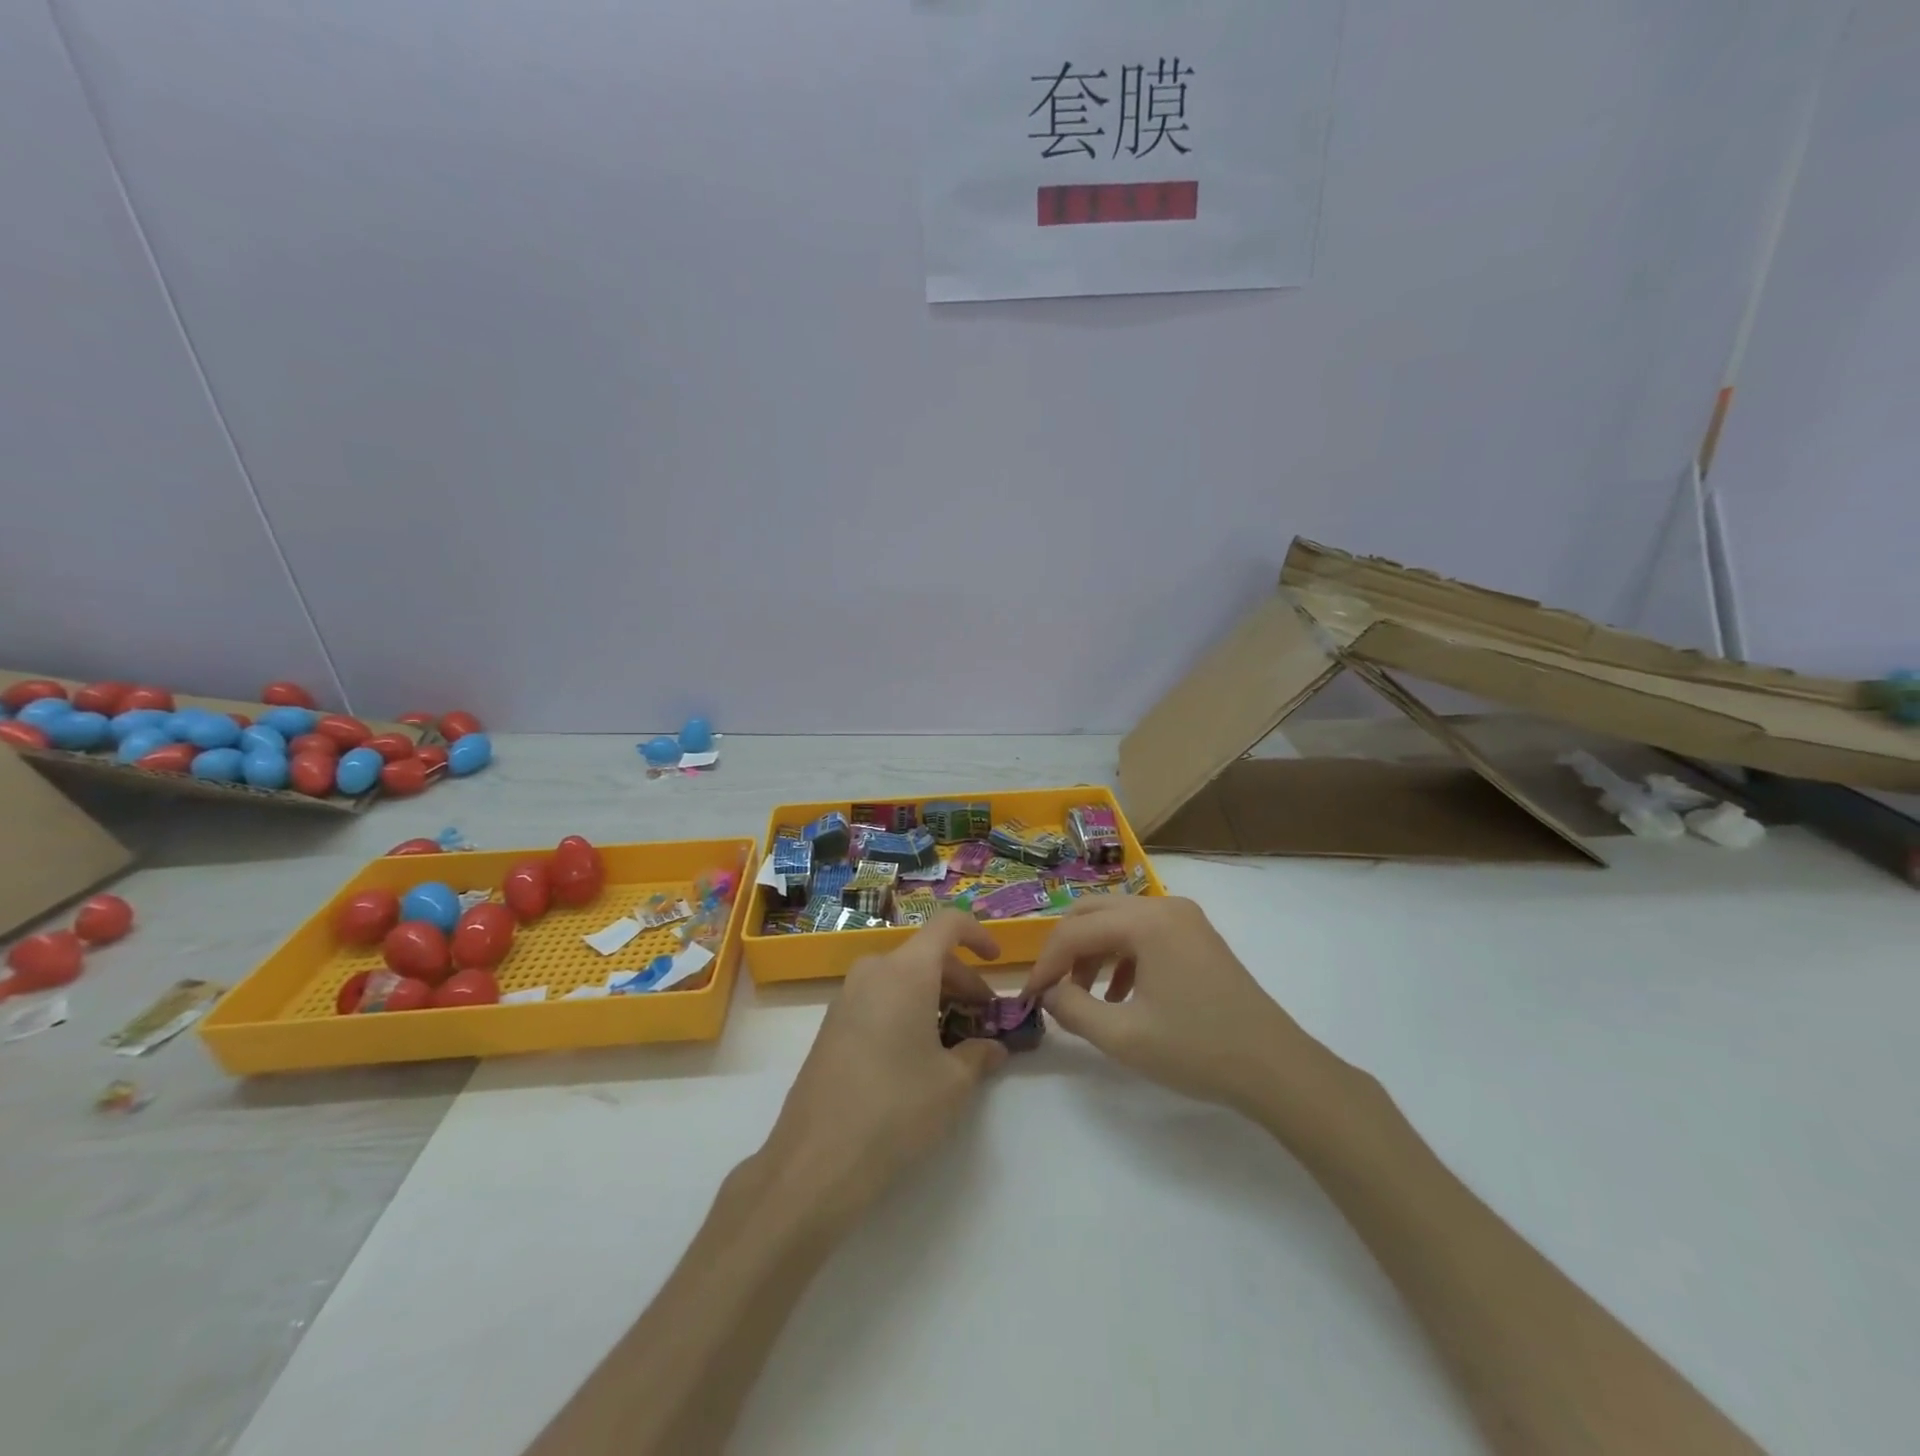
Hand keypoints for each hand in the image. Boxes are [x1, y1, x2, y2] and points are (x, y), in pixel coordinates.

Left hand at [761, 912, 1009, 1222]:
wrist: (816, 1160)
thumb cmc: (896, 1109)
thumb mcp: (952, 1083)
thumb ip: (979, 1054)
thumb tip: (994, 1048)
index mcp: (906, 971)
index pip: (947, 925)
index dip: (978, 934)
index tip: (997, 960)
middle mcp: (873, 971)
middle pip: (926, 955)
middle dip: (961, 980)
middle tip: (983, 1019)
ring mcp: (846, 997)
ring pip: (902, 978)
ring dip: (934, 997)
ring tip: (954, 1040)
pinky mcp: (831, 1025)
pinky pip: (879, 999)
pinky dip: (906, 1010)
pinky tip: (917, 1054)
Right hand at [1019, 895, 1333, 1118]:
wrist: (1277, 1069)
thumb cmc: (1198, 1050)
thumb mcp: (1123, 1036)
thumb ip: (1073, 1009)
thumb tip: (1048, 993)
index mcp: (1146, 921)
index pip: (1076, 930)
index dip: (1045, 963)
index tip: (1029, 997)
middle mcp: (1164, 906)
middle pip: (1093, 913)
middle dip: (1066, 950)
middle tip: (1051, 989)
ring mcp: (1185, 918)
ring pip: (1117, 921)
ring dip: (1092, 953)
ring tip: (1083, 997)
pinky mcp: (1196, 935)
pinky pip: (1143, 933)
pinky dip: (1121, 957)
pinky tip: (1119, 996)